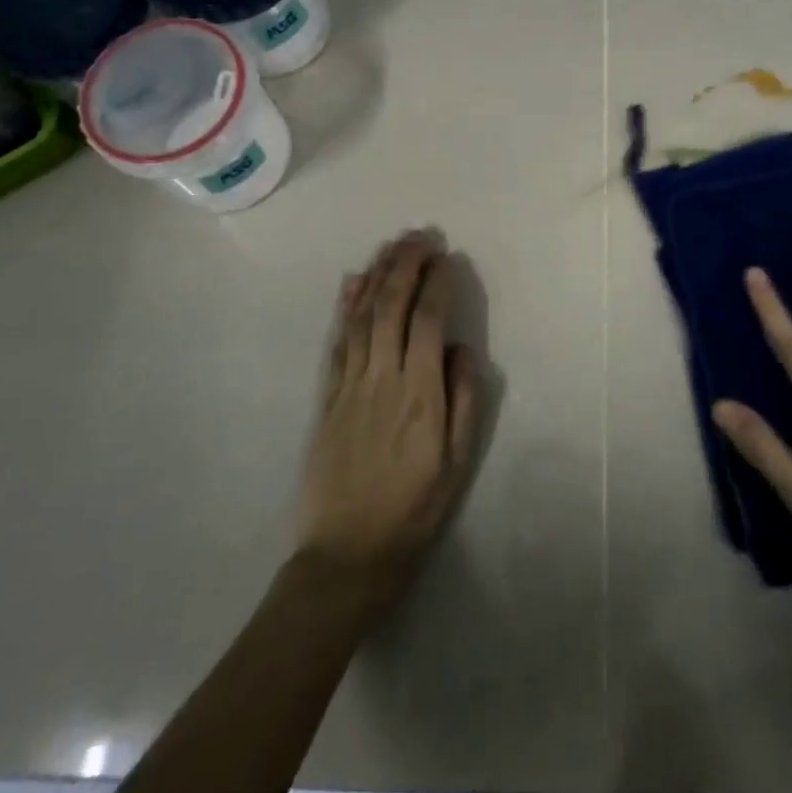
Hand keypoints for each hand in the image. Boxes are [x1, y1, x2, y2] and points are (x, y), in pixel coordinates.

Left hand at [296, 231, 483, 604]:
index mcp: (419, 395)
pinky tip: (353, 281)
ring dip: (378, 274)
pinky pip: (337, 342)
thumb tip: (462, 349)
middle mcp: (382, 380)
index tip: (449, 259)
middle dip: (406, 264)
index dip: (438, 284)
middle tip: (422, 236)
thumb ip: (465, 401)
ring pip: (362, 316)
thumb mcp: (457, 465)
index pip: (428, 322)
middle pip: (391, 307)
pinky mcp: (326, 398)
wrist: (346, 556)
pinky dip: (346, 306)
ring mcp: (349, 386)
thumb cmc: (414, 511)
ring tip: (393, 244)